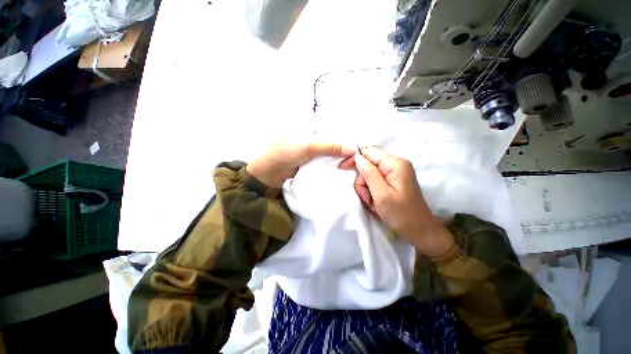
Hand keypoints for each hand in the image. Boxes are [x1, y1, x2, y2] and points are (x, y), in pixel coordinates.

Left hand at [247, 141, 354, 187]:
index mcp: (315, 132)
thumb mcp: (308, 146)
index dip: (349, 141)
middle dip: (348, 154)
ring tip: (359, 170)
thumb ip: (329, 146)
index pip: (337, 134)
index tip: (363, 149)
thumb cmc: (284, 153)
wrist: (267, 174)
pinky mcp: (313, 169)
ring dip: (342, 164)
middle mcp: (318, 144)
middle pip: (337, 148)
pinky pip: (327, 169)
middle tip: (364, 162)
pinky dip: (335, 172)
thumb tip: (353, 148)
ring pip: (333, 159)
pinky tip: (346, 176)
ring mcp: (316, 157)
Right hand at [340, 147, 454, 257]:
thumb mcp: (381, 194)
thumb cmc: (401, 214)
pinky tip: (376, 203)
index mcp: (395, 164)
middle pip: (368, 165)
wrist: (420, 231)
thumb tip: (358, 157)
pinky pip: (375, 182)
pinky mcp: (393, 182)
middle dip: (363, 182)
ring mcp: (395, 174)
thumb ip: (369, 173)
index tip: (342, 168)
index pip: (369, 152)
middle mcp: (396, 165)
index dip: (355, 159)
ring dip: (367, 190)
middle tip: (368, 198)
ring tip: (373, 204)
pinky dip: (372, 192)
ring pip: (370, 175)